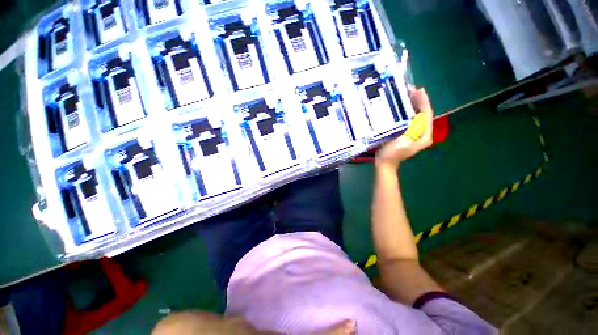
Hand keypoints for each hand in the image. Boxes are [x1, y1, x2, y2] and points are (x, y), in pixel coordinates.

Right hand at [375, 88, 432, 169]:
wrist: (384, 163)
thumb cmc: (393, 153)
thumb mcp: (404, 141)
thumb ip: (413, 129)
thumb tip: (418, 114)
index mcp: (424, 135)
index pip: (426, 115)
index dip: (423, 102)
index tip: (419, 90)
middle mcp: (422, 133)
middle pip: (423, 114)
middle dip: (419, 101)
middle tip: (412, 90)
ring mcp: (414, 134)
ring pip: (416, 116)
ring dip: (413, 105)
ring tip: (407, 95)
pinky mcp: (406, 134)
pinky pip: (409, 120)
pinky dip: (406, 112)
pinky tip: (401, 106)